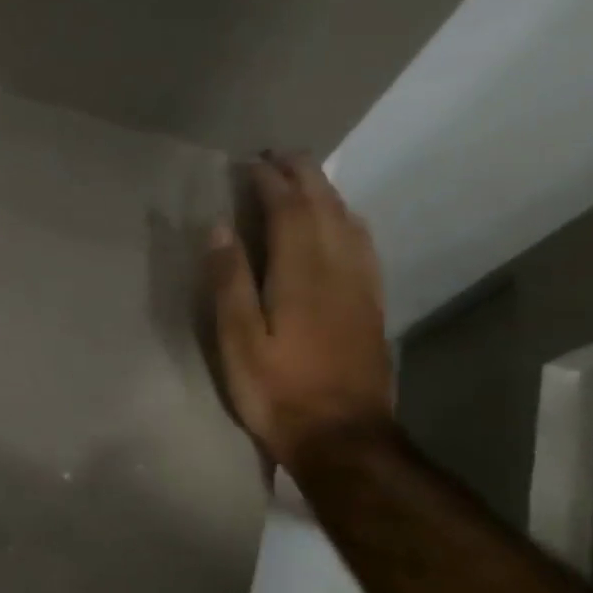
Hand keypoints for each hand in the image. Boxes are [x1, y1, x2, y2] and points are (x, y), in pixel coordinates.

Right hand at [207, 153, 394, 470]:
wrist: (343, 437)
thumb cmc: (278, 391)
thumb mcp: (238, 341)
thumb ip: (230, 281)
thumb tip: (220, 228)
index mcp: (301, 274)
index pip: (288, 211)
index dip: (269, 182)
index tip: (249, 163)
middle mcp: (338, 269)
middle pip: (324, 207)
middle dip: (302, 175)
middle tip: (278, 155)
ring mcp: (361, 287)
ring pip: (348, 222)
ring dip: (326, 192)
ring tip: (305, 179)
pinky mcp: (372, 306)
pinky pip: (364, 246)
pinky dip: (348, 221)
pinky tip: (344, 223)